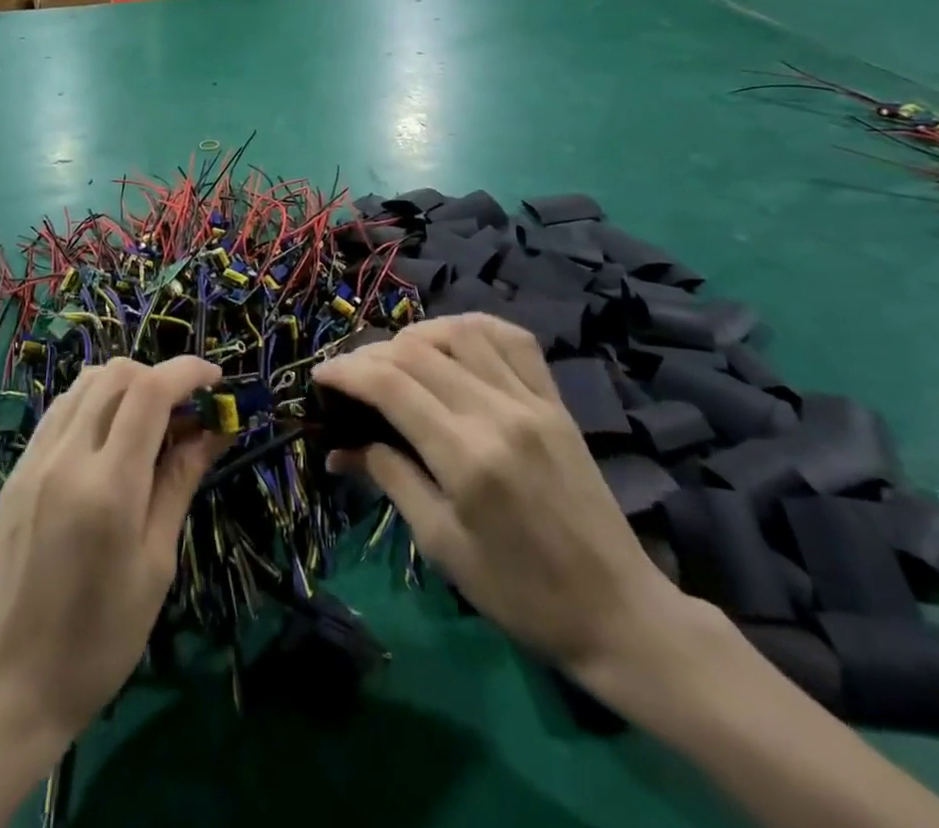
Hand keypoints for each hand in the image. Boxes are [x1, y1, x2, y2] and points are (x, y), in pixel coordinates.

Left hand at [0, 355, 226, 749]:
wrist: (7, 686)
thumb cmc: (98, 640)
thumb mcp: (155, 564)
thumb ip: (180, 483)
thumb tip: (215, 430)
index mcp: (108, 486)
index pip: (150, 391)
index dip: (187, 372)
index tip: (216, 379)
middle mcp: (66, 456)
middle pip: (116, 375)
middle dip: (159, 376)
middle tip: (187, 410)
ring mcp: (35, 459)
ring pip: (85, 384)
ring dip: (126, 384)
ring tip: (152, 419)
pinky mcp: (17, 470)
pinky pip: (60, 410)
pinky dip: (94, 402)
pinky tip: (111, 436)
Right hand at [313, 315, 685, 676]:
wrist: (618, 611)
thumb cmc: (520, 593)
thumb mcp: (442, 545)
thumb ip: (391, 479)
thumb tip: (339, 448)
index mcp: (467, 457)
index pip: (390, 385)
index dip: (346, 372)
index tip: (320, 376)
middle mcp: (498, 413)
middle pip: (417, 352)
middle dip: (369, 354)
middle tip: (348, 374)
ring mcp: (532, 400)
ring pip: (460, 331)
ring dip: (416, 334)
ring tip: (395, 357)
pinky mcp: (555, 399)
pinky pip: (511, 337)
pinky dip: (471, 327)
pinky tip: (451, 341)